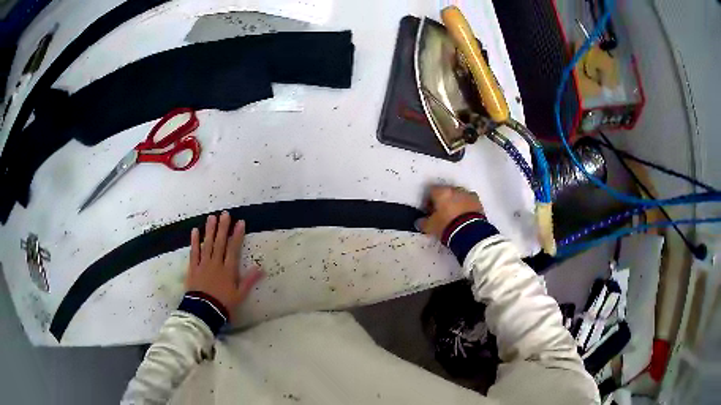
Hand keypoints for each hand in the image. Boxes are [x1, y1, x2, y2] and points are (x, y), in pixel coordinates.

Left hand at [185, 212, 263, 318]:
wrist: (204, 310)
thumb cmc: (224, 303)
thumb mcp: (240, 295)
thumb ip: (249, 280)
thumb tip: (261, 268)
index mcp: (229, 270)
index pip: (234, 249)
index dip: (237, 235)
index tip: (240, 222)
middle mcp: (216, 263)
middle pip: (220, 243)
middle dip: (223, 227)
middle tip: (225, 214)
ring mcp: (203, 264)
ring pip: (207, 244)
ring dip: (210, 230)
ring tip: (212, 217)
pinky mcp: (193, 268)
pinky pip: (194, 252)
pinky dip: (194, 241)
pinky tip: (195, 231)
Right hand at [416, 185, 483, 239]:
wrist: (470, 233)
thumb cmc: (447, 226)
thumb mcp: (431, 227)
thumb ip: (423, 223)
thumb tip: (419, 222)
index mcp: (441, 192)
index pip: (430, 191)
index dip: (428, 201)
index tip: (429, 211)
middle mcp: (454, 189)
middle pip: (445, 192)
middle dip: (442, 201)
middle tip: (441, 214)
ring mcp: (467, 194)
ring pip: (458, 195)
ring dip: (455, 203)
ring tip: (454, 216)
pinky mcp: (478, 201)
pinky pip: (468, 201)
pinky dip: (465, 207)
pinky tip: (464, 217)